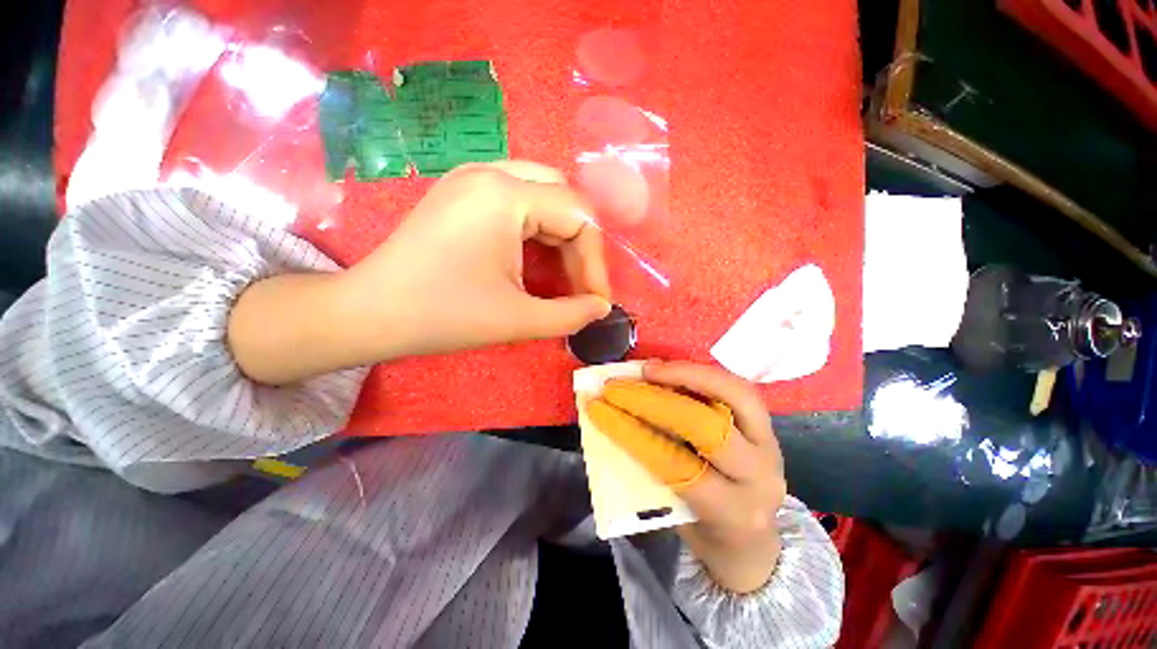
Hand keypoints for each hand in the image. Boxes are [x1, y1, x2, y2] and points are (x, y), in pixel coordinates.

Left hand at [228, 161, 611, 383]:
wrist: (369, 314)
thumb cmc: (443, 316)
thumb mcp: (518, 319)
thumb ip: (571, 315)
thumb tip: (601, 308)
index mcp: (504, 195)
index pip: (579, 217)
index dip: (595, 262)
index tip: (596, 300)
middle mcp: (491, 172)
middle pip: (564, 199)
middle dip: (581, 246)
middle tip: (581, 286)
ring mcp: (472, 179)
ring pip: (544, 197)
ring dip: (561, 238)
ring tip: (563, 277)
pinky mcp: (463, 194)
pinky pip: (519, 202)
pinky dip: (538, 232)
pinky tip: (536, 261)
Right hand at [626, 361, 786, 593]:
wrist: (751, 542)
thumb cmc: (705, 531)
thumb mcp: (675, 515)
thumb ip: (652, 470)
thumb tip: (617, 421)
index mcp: (729, 511)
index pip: (674, 464)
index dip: (632, 433)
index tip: (599, 409)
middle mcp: (758, 477)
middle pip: (707, 427)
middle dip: (656, 400)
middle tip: (622, 385)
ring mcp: (771, 446)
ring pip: (733, 395)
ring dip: (685, 375)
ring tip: (650, 369)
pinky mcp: (770, 426)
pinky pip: (736, 388)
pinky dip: (701, 374)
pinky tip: (674, 370)